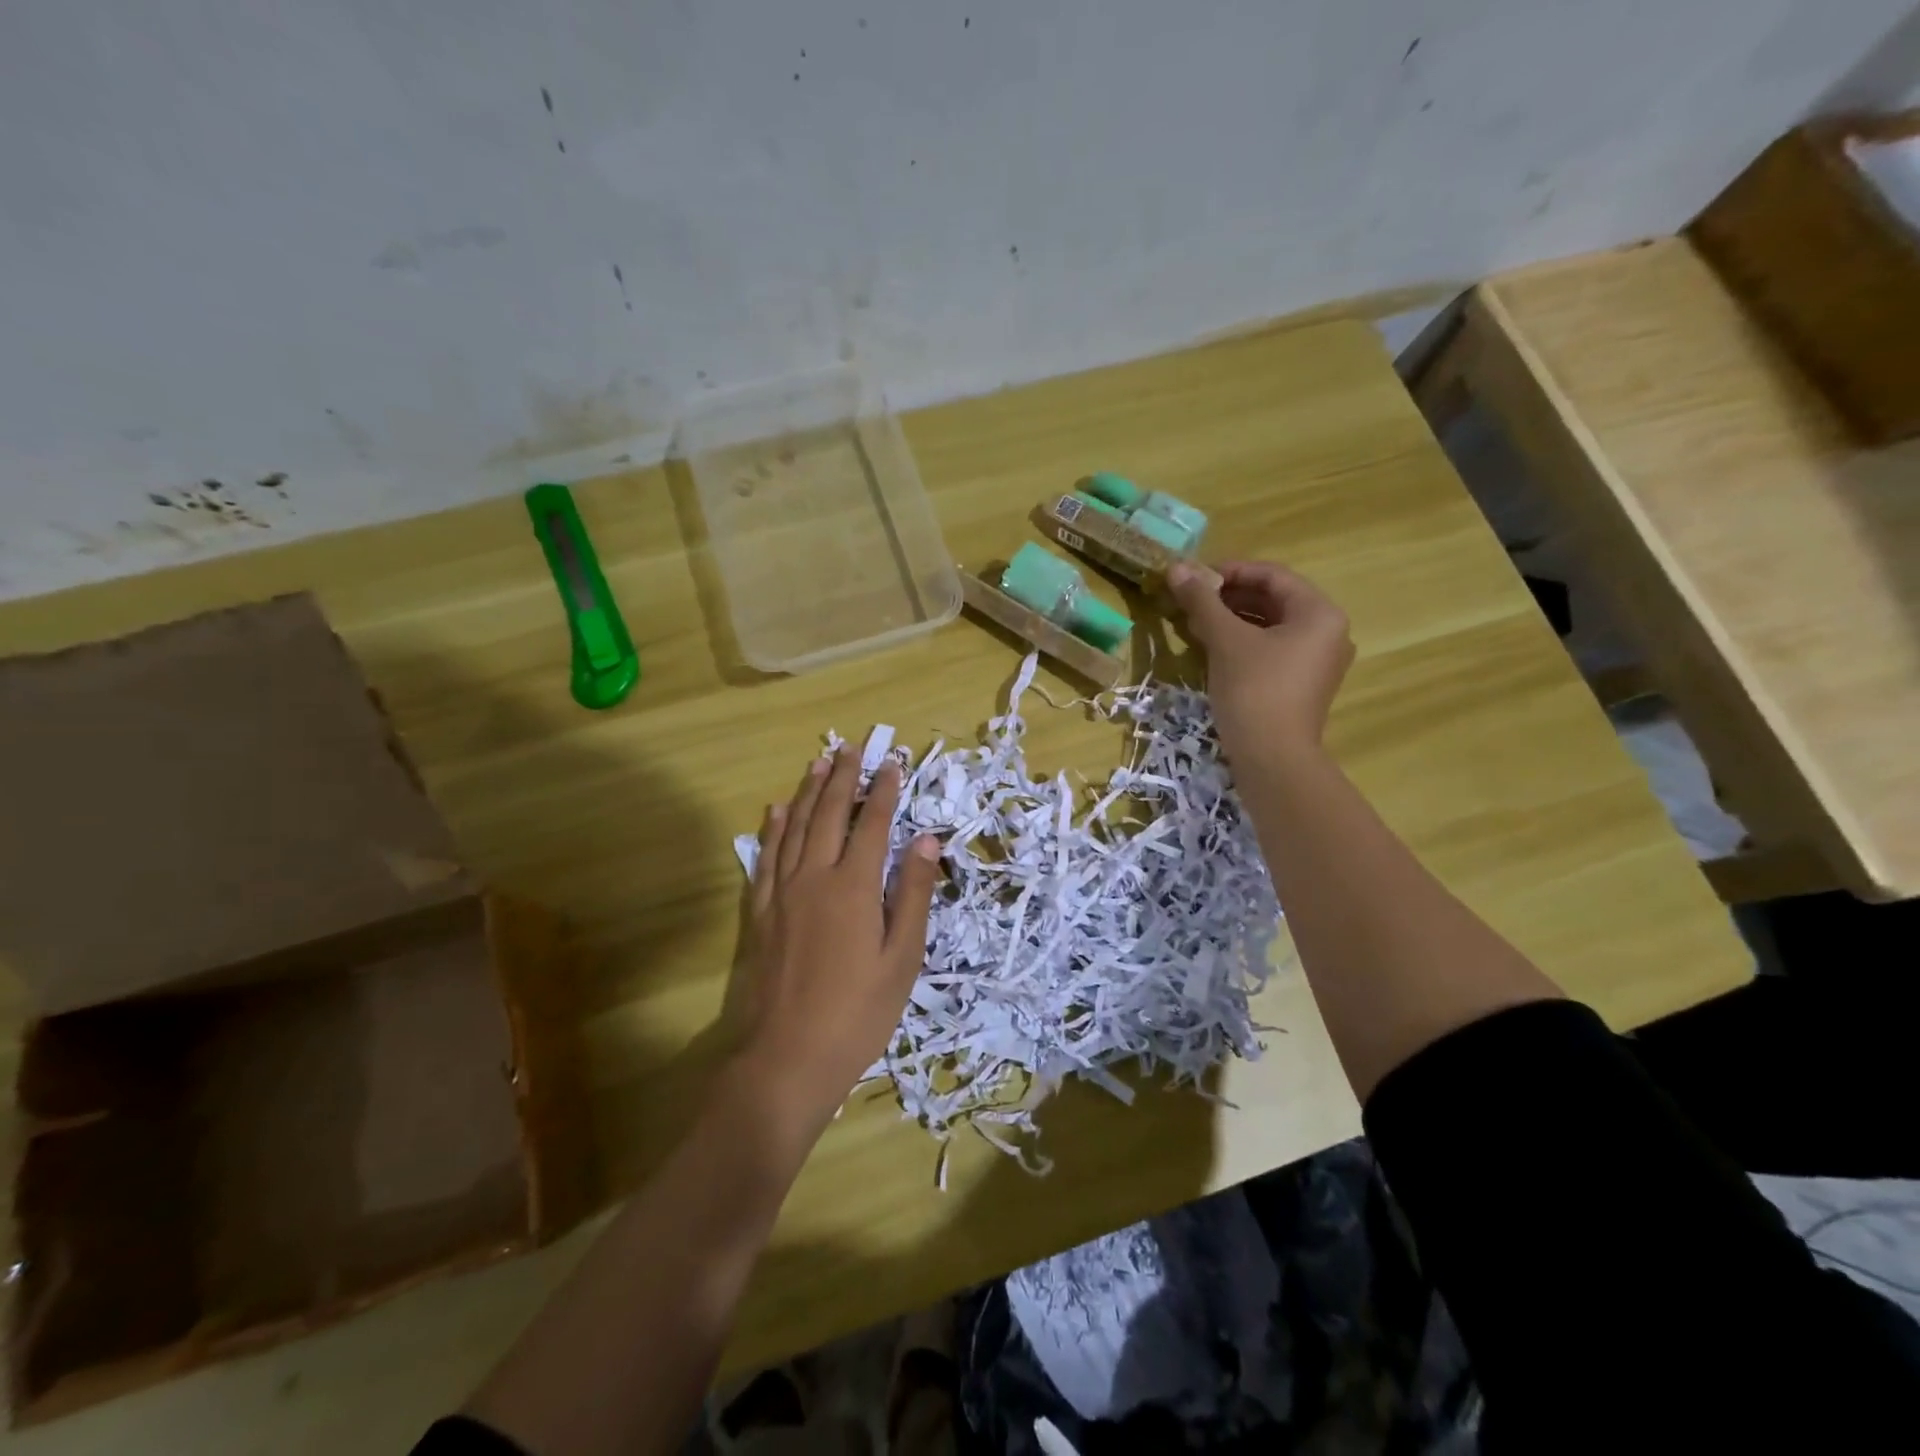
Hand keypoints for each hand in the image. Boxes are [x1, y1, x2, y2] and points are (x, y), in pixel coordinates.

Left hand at [736, 749, 940, 1141]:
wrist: (787, 1057)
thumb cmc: (858, 1013)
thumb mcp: (902, 957)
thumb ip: (913, 894)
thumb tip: (926, 840)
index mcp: (855, 886)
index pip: (874, 824)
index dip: (885, 791)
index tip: (893, 762)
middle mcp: (815, 876)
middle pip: (830, 813)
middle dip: (844, 777)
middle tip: (852, 747)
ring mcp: (781, 892)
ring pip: (795, 826)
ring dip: (808, 791)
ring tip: (819, 763)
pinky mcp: (760, 911)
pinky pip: (765, 856)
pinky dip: (773, 828)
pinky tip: (776, 811)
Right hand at [1166, 559, 1353, 761]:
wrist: (1272, 759)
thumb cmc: (1254, 690)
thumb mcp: (1225, 640)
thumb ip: (1202, 600)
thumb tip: (1175, 567)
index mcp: (1319, 613)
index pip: (1272, 576)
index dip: (1230, 571)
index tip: (1193, 578)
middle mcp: (1326, 632)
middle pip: (1273, 600)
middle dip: (1228, 597)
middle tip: (1189, 601)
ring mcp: (1316, 662)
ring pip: (1269, 627)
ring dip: (1231, 620)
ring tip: (1193, 623)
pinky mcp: (1300, 686)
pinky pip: (1270, 651)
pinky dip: (1241, 644)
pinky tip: (1210, 648)